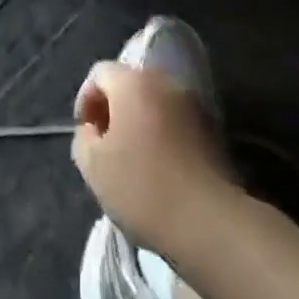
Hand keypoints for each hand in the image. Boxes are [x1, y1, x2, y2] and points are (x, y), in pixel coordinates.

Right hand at [72, 61, 231, 253]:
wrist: (212, 224)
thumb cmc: (144, 188)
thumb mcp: (93, 167)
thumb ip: (83, 139)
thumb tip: (93, 131)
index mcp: (132, 82)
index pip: (99, 73)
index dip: (85, 100)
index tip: (85, 134)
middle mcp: (164, 82)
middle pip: (129, 85)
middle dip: (113, 111)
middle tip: (106, 146)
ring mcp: (194, 106)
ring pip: (155, 105)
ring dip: (140, 124)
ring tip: (133, 161)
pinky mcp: (214, 133)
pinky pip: (177, 124)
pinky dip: (163, 138)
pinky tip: (160, 172)